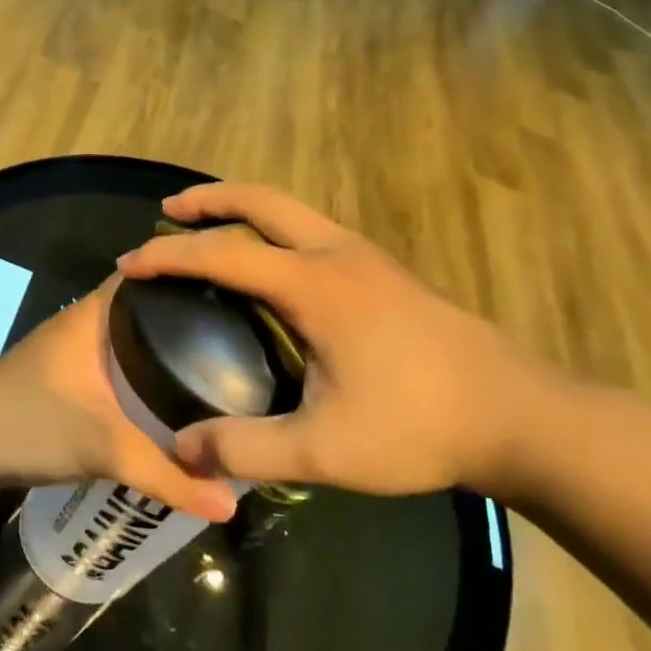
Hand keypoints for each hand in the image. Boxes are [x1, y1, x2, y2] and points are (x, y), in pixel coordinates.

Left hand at [0, 276, 239, 521]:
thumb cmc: (30, 425)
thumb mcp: (105, 449)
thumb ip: (168, 477)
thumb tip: (231, 505)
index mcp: (92, 315)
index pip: (148, 275)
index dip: (189, 275)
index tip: (236, 288)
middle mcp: (80, 323)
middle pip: (142, 309)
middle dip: (184, 319)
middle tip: (238, 335)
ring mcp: (65, 351)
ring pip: (125, 339)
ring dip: (159, 349)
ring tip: (213, 364)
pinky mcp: (58, 378)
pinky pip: (111, 364)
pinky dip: (137, 373)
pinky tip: (161, 396)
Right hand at [115, 184, 563, 499]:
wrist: (521, 417)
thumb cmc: (419, 426)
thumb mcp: (324, 451)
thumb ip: (246, 448)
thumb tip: (181, 451)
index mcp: (315, 285)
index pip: (224, 254)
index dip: (170, 256)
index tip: (129, 263)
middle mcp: (338, 254)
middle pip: (262, 202)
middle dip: (209, 199)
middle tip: (168, 212)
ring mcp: (368, 258)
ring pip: (293, 211)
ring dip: (244, 210)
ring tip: (210, 229)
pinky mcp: (386, 273)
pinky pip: (314, 231)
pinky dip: (275, 230)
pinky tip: (270, 269)